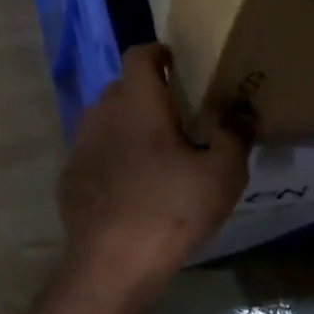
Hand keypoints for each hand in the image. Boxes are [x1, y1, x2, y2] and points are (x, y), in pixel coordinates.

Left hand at [56, 45, 251, 299]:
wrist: (111, 261)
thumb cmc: (170, 208)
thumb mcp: (221, 174)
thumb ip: (235, 135)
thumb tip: (243, 111)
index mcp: (136, 100)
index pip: (140, 54)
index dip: (158, 52)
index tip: (178, 64)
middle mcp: (101, 111)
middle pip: (123, 87)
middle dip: (148, 94)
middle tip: (178, 115)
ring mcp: (80, 143)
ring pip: (106, 119)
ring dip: (128, 125)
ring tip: (156, 152)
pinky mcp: (69, 174)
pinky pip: (95, 152)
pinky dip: (112, 156)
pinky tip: (130, 185)